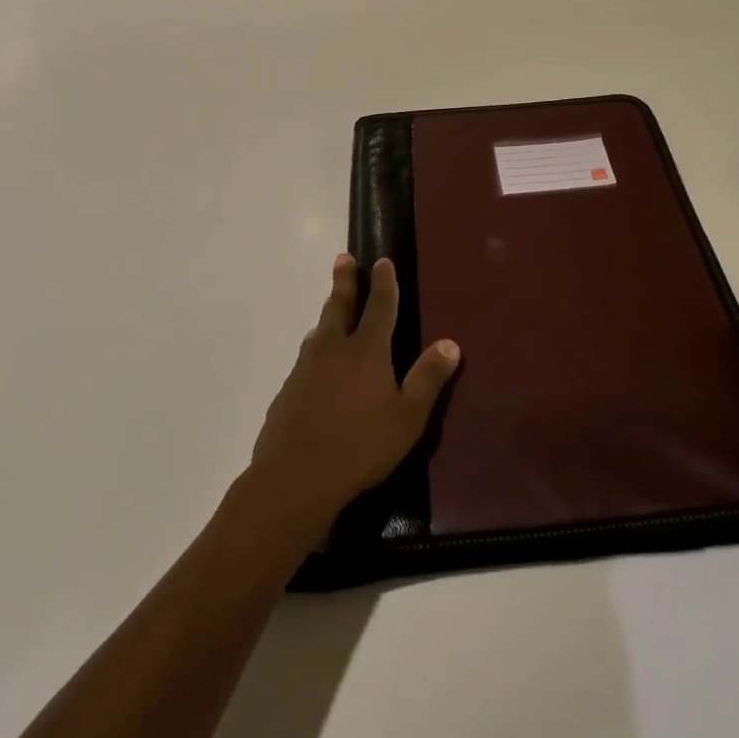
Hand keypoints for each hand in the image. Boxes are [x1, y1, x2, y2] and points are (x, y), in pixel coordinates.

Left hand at [246, 255, 460, 535]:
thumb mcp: (408, 417)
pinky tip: (314, 362)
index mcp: (367, 351)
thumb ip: (428, 379)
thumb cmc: (360, 447)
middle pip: (340, 307)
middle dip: (344, 281)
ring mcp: (305, 369)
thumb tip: (450, 343)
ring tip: (330, 307)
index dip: (383, 283)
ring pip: (319, 331)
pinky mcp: (287, 391)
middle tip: (343, 259)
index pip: (379, 307)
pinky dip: (314, 349)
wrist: (295, 478)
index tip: (382, 262)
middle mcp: (333, 350)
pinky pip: (305, 359)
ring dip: (328, 314)